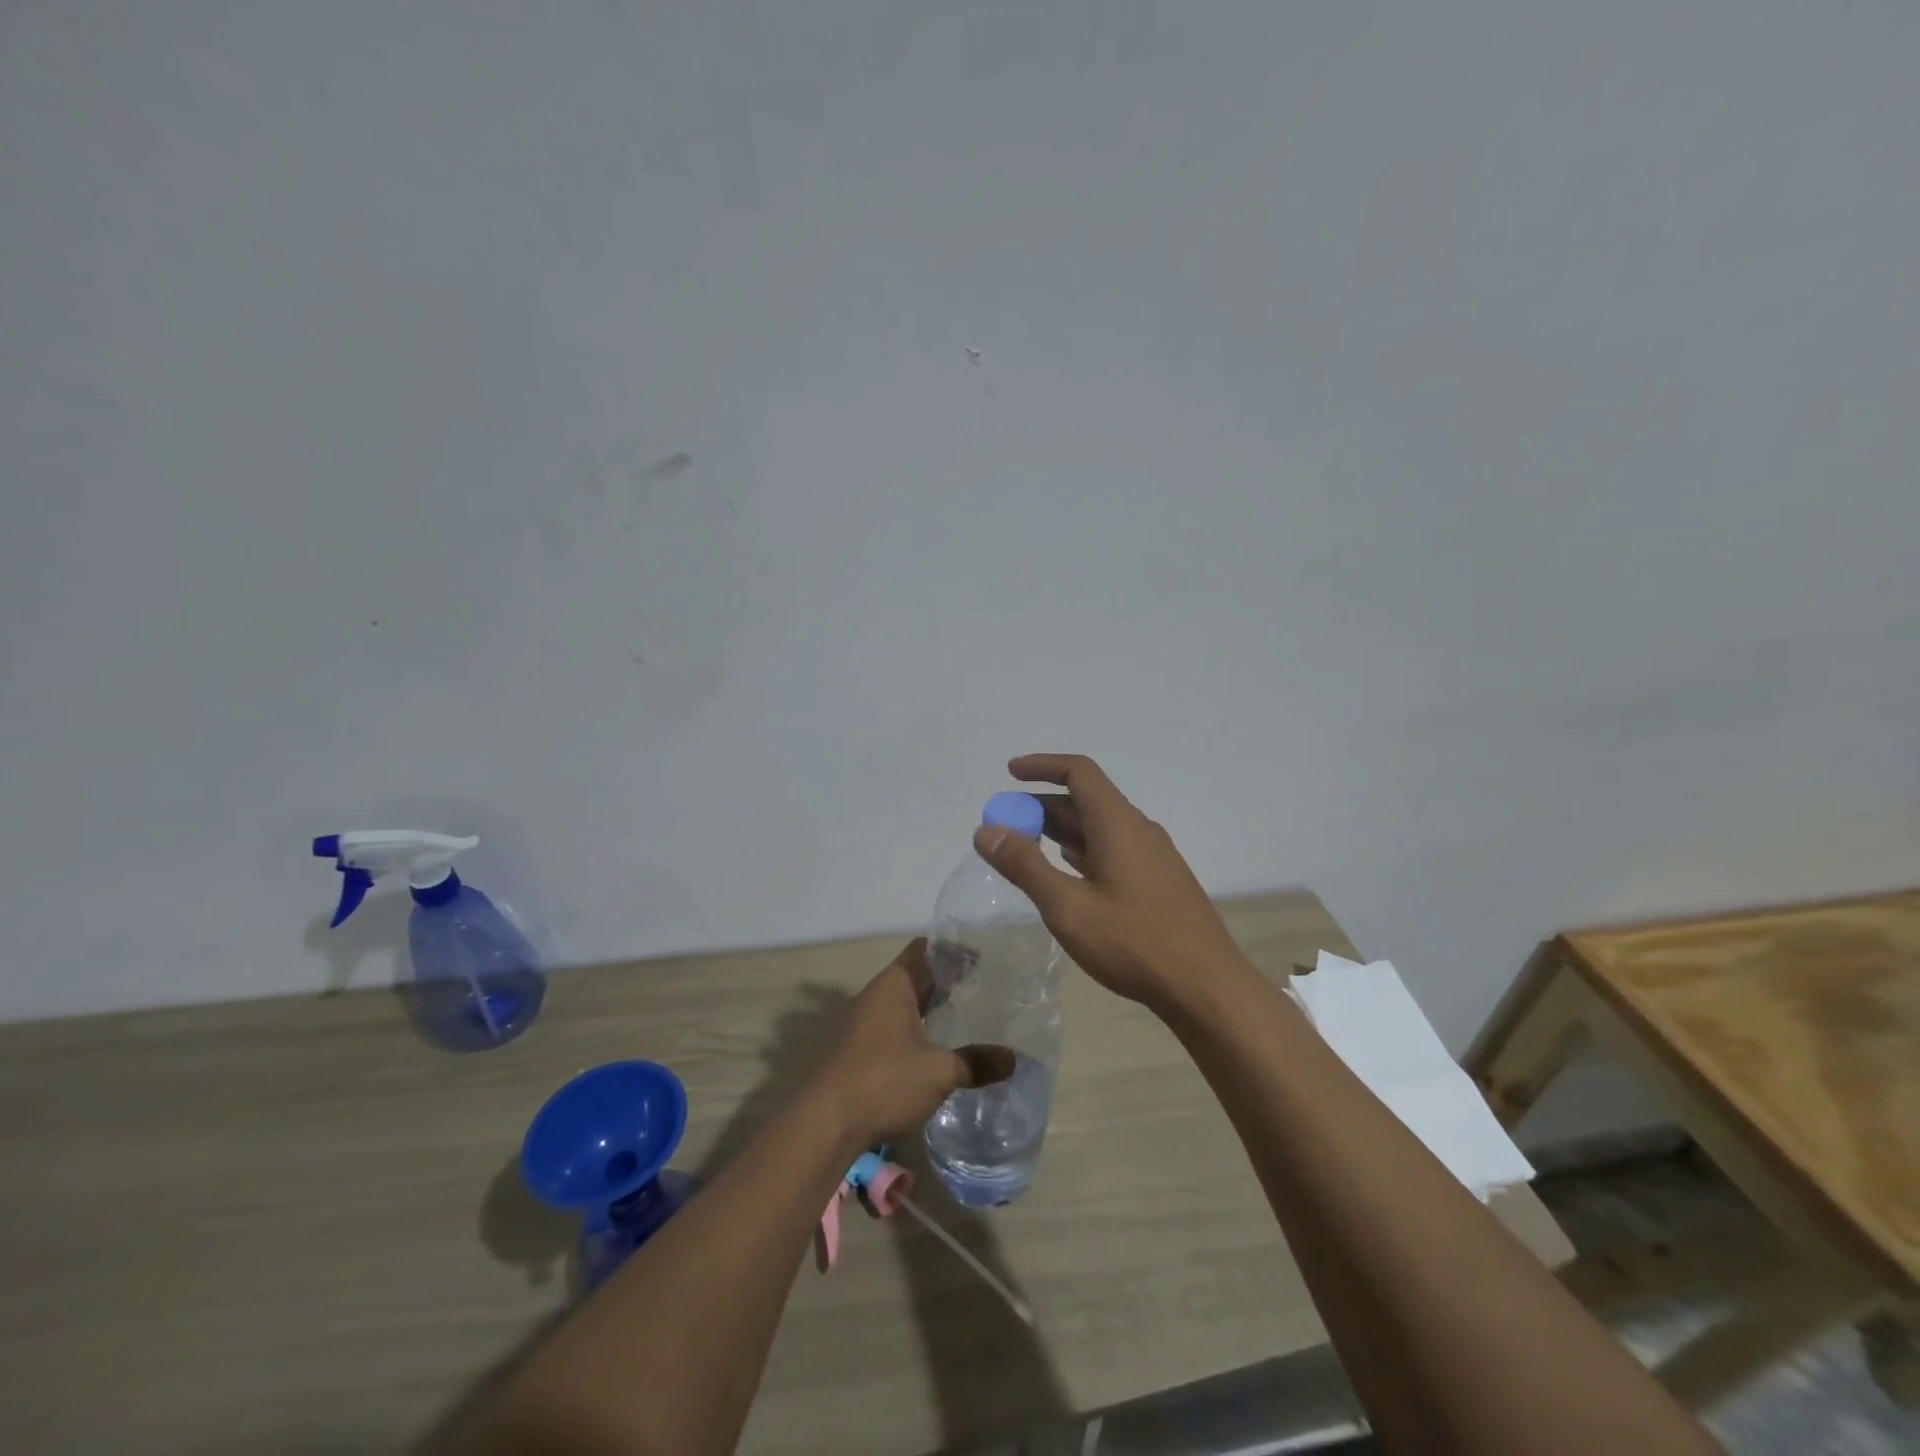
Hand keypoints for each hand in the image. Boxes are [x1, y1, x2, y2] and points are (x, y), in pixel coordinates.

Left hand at [812, 940, 1015, 1145]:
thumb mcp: (939, 1071)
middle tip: (981, 987)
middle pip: (914, 975)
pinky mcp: (857, 1049)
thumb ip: (977, 1062)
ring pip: (903, 1003)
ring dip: (929, 1007)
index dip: (952, 951)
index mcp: (893, 984)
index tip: (981, 959)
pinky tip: (936, 1048)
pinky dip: (916, 1028)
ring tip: (964, 1015)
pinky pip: (893, 1026)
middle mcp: (875, 995)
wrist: (827, 1123)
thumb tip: (1014, 1059)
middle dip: (945, 980)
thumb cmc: (885, 1080)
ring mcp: (862, 1022)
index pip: (924, 949)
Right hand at [971, 753, 1249, 1011]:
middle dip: (1041, 806)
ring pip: (1098, 828)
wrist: (1206, 987)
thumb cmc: (1134, 942)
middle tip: (1004, 826)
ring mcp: (1151, 856)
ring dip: (1059, 831)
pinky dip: (1080, 851)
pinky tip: (1066, 873)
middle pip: (1085, 800)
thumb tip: (986, 830)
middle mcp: (1137, 829)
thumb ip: (1025, 865)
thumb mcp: (1068, 906)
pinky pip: (1112, 850)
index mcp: (1118, 823)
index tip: (1009, 773)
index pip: (1079, 772)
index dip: (1042, 766)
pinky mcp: (1157, 881)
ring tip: (1024, 848)